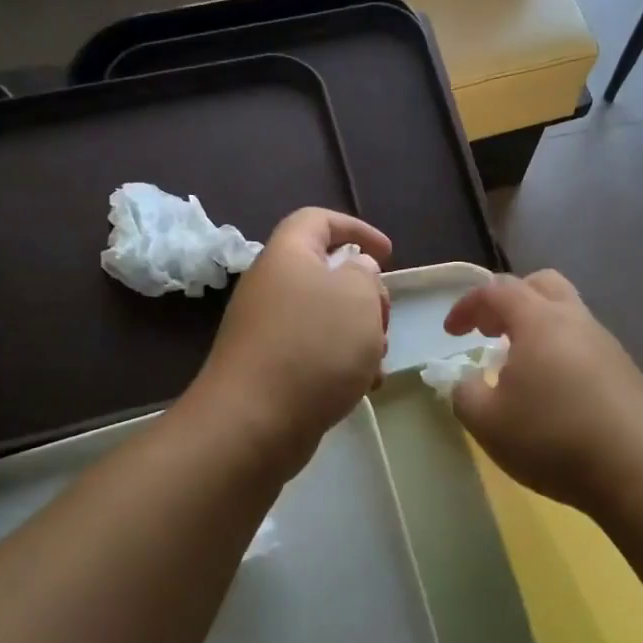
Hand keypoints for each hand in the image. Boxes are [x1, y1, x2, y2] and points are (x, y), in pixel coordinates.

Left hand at [191, 208, 390, 470]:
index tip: (388, 254)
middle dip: (365, 294)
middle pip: (326, 273)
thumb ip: (364, 274)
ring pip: (325, 317)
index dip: (356, 228)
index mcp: (288, 255)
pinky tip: (362, 387)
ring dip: (359, 333)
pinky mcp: (270, 368)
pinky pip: (314, 352)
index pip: (318, 220)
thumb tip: (354, 271)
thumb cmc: (314, 347)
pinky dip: (341, 362)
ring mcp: (268, 330)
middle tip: (383, 320)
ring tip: (377, 361)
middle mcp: (272, 287)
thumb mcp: (358, 297)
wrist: (254, 423)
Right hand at [445, 270, 642, 510]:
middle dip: (508, 301)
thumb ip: (464, 394)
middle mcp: (575, 320)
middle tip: (489, 331)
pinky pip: (582, 343)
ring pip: (566, 313)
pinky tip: (552, 390)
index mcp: (539, 321)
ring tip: (517, 366)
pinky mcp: (624, 370)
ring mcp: (605, 343)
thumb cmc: (552, 438)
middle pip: (541, 285)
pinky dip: (558, 350)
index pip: (497, 290)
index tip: (451, 333)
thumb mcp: (487, 423)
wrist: (637, 468)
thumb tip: (467, 382)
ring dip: (535, 327)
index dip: (467, 305)